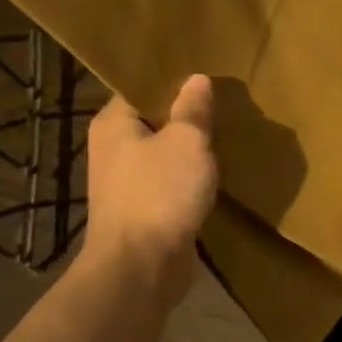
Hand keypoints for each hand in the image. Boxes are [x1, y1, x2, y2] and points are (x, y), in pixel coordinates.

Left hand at [76, 75, 216, 299]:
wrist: (141, 268)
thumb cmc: (160, 194)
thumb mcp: (186, 141)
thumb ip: (193, 109)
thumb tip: (197, 80)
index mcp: (114, 124)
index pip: (142, 88)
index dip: (174, 80)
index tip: (207, 73)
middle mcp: (114, 149)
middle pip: (155, 120)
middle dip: (188, 115)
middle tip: (226, 102)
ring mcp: (126, 183)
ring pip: (165, 154)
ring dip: (191, 150)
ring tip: (227, 134)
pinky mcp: (144, 211)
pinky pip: (171, 183)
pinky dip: (191, 178)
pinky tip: (217, 174)